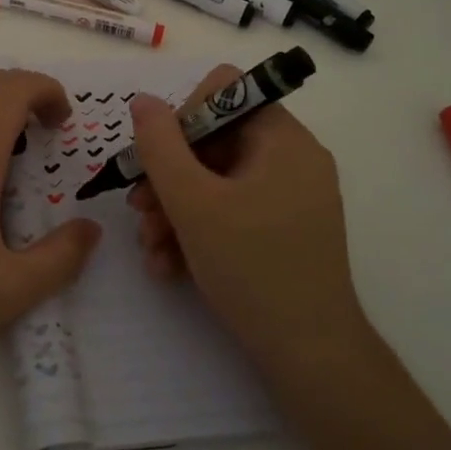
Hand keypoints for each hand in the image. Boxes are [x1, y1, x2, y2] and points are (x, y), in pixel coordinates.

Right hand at [127, 65, 362, 374]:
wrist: (310, 358)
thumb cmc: (253, 268)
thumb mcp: (193, 202)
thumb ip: (160, 145)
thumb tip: (142, 100)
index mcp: (282, 139)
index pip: (224, 92)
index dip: (184, 117)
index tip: (160, 159)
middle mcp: (291, 159)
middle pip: (214, 140)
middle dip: (168, 176)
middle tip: (139, 210)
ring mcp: (290, 197)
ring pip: (216, 180)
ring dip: (174, 209)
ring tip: (150, 247)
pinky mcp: (283, 230)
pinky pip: (232, 211)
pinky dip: (198, 230)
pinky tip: (169, 266)